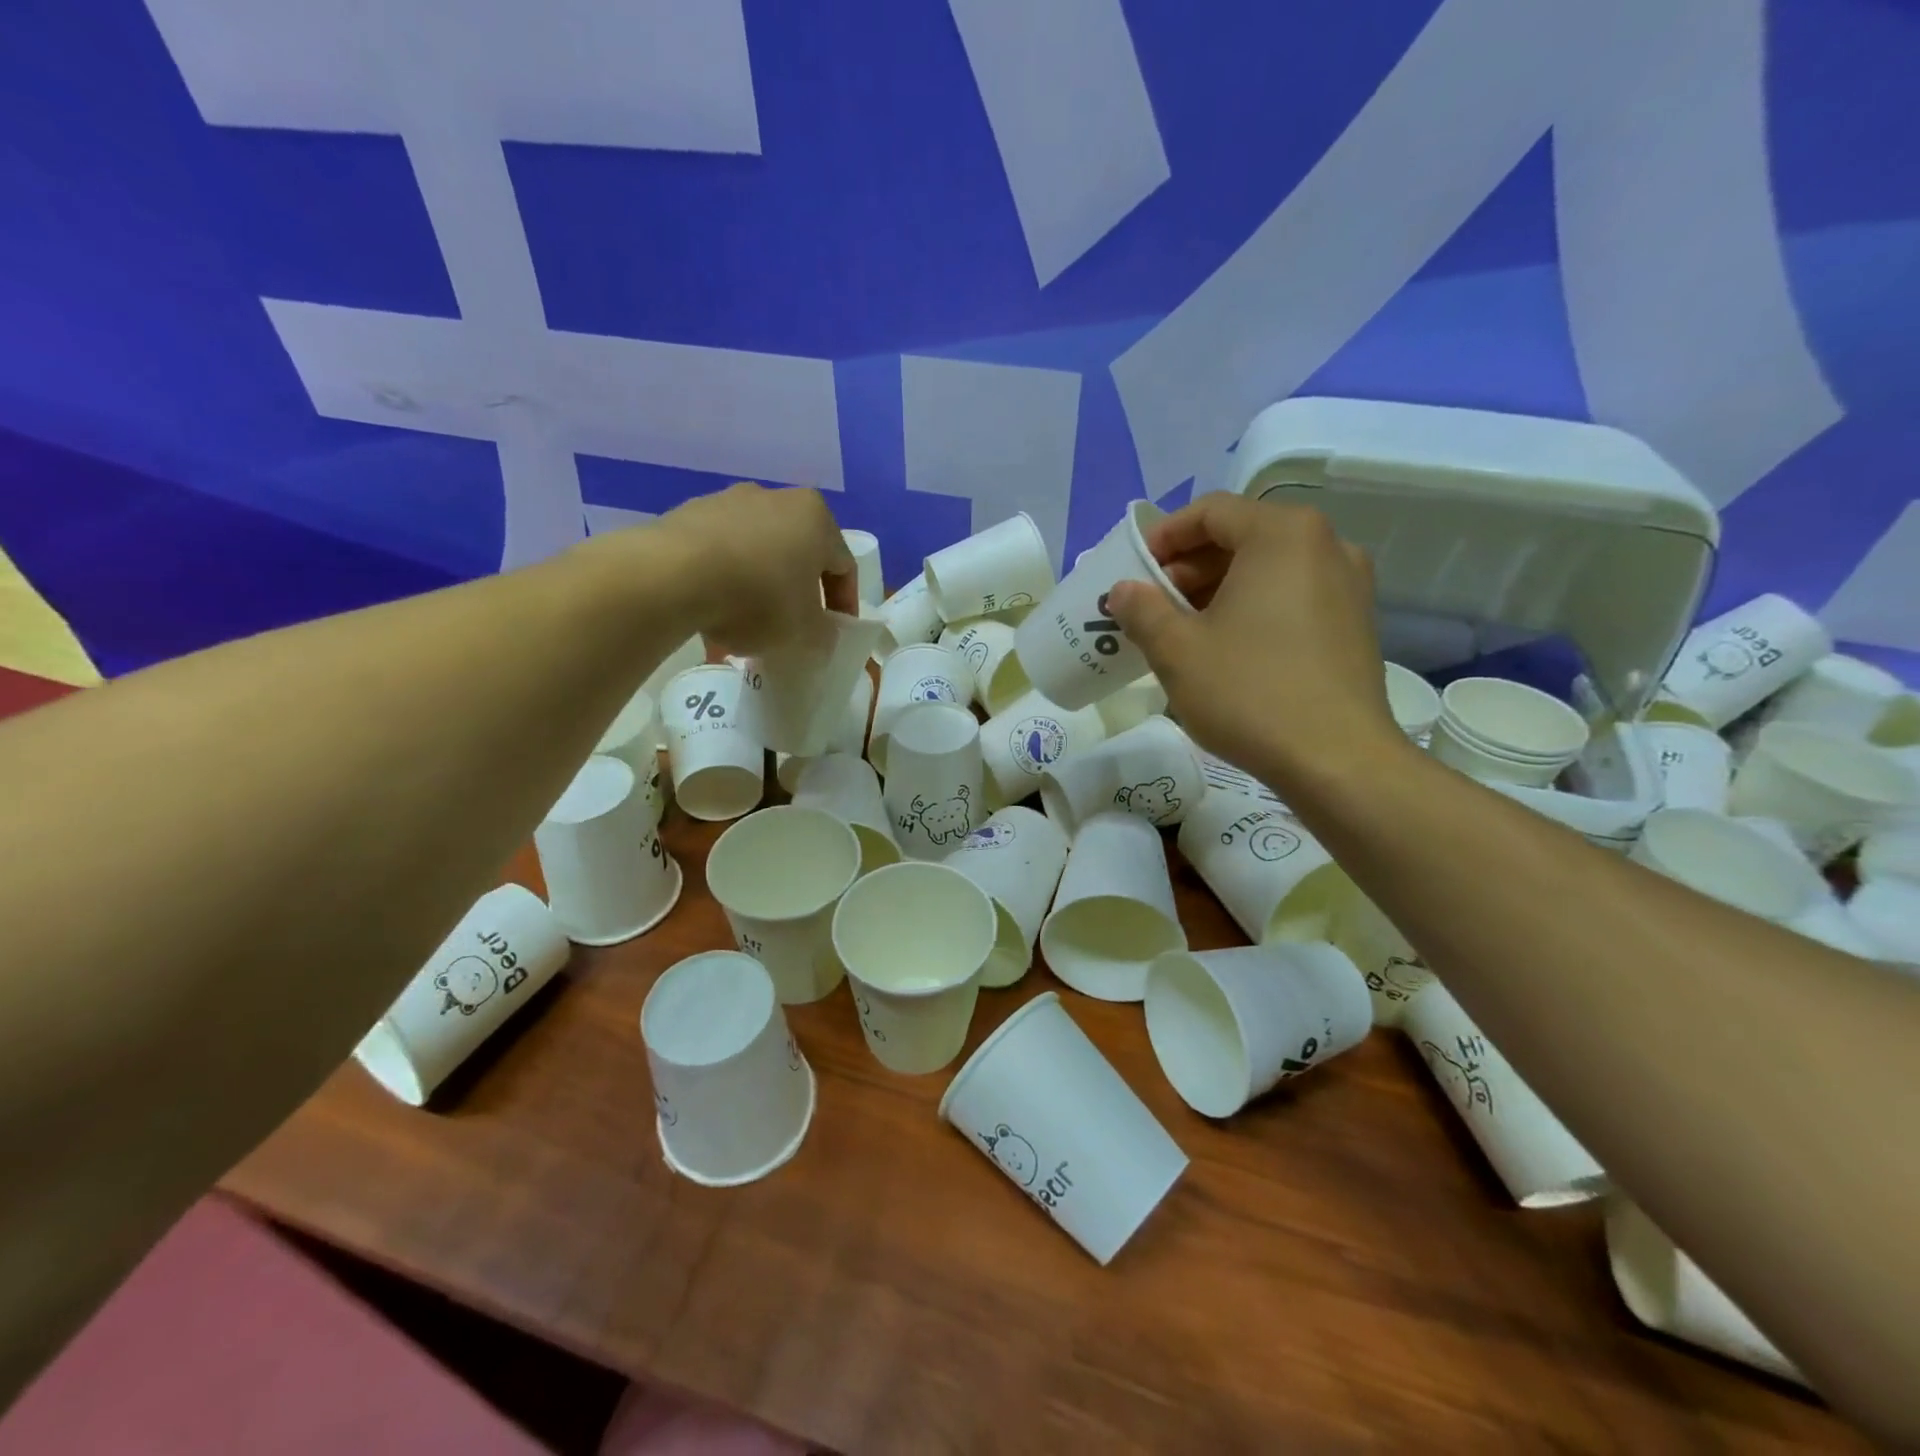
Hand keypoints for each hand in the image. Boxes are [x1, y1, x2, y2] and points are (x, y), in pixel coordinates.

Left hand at [652, 483, 856, 654]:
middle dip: (796, 595)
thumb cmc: (760, 598)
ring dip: (758, 590)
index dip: (844, 605)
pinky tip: (713, 616)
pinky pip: (718, 556)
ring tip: (746, 629)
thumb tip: (821, 636)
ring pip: (755, 555)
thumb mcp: (806, 632)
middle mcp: (775, 498)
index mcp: (816, 517)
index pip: (843, 566)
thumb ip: (824, 635)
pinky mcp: (687, 515)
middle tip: (792, 630)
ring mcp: (727, 502)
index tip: (835, 633)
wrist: (674, 576)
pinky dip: (723, 584)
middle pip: (797, 556)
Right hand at [1105, 494, 1406, 788]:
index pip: (1211, 512)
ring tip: (1183, 632)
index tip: (1134, 573)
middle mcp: (1325, 545)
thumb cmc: (1250, 693)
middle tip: (1153, 607)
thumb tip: (1123, 590)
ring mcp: (1349, 584)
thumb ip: (1142, 610)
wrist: (1337, 761)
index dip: (1164, 537)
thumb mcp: (1177, 650)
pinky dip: (1252, 608)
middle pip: (1241, 537)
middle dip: (1189, 568)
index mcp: (1282, 535)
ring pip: (1267, 569)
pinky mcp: (1356, 623)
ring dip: (1217, 590)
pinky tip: (1227, 650)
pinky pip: (1292, 596)